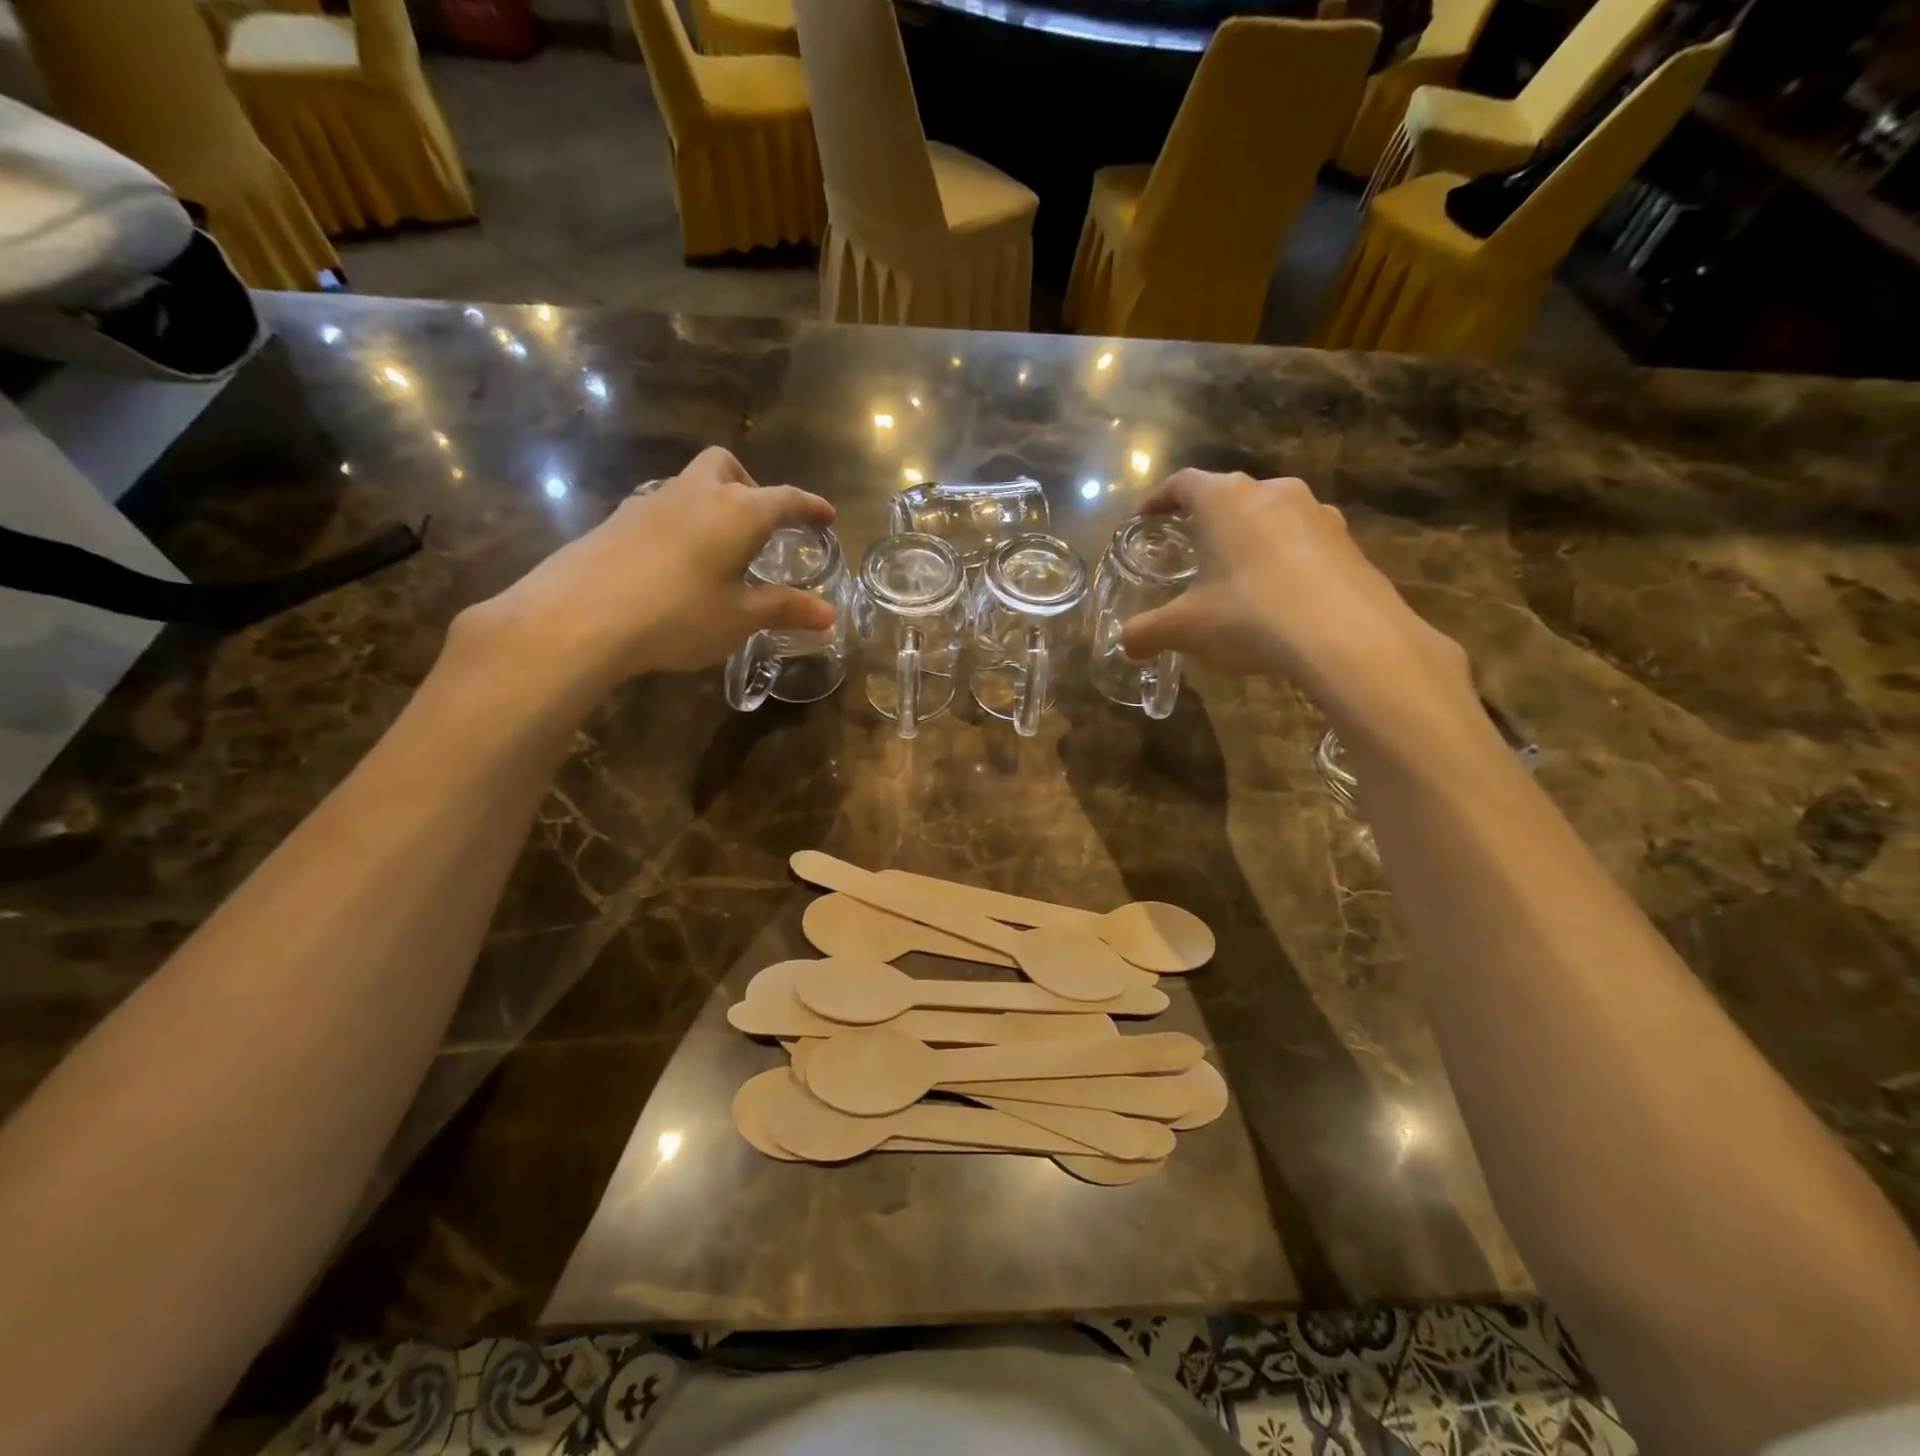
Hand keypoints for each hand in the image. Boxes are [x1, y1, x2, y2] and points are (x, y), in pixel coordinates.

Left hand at [454, 447, 835, 692]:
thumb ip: (785, 609)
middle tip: (760, 524)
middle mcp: (696, 493)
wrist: (579, 616)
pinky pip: (661, 509)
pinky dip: (680, 524)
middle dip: (751, 486)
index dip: (810, 507)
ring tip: (718, 549)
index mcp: (738, 512)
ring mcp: (651, 501)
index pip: (786, 499)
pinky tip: (675, 563)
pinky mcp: (617, 519)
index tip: (826, 515)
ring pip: (690, 485)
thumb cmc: (679, 614)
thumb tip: (829, 614)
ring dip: (712, 504)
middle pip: (727, 467)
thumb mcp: (740, 617)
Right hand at [1120, 470, 1474, 722]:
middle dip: (1204, 521)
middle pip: (1228, 496)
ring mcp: (1317, 513)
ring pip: (1269, 516)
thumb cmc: (1250, 615)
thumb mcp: (1186, 628)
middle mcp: (1273, 492)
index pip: (1182, 483)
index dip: (1158, 500)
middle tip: (1188, 550)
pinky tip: (1279, 596)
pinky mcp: (1348, 542)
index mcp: (1226, 500)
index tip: (1144, 519)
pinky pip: (1303, 542)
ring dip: (1247, 538)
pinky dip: (1283, 559)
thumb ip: (1148, 632)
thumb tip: (1124, 644)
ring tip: (1235, 574)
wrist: (1348, 638)